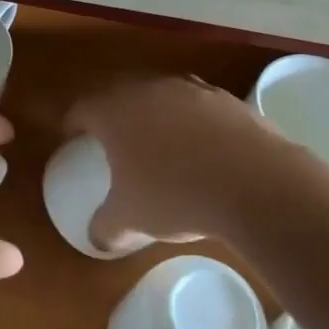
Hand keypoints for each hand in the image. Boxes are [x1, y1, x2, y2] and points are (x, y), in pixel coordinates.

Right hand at [64, 76, 328, 249]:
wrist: (255, 183)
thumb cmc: (176, 195)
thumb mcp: (131, 219)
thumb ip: (106, 227)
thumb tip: (97, 239)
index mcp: (114, 111)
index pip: (81, 107)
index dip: (73, 123)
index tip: (72, 138)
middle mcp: (147, 89)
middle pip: (119, 92)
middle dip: (112, 112)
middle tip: (112, 137)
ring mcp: (190, 89)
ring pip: (161, 94)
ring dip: (154, 113)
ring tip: (159, 141)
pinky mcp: (227, 98)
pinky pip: (198, 105)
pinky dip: (193, 121)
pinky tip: (203, 149)